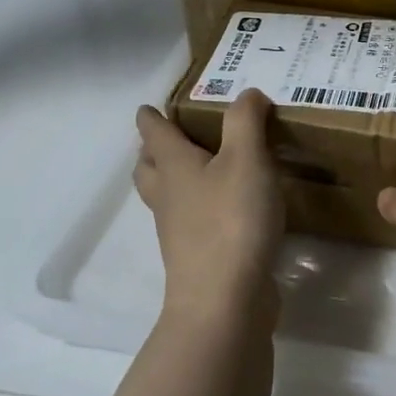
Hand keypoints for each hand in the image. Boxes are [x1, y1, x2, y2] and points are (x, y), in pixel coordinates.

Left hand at [133, 92, 284, 329]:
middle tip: (169, 137)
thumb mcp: (247, 159)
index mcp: (174, 167)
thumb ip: (246, 121)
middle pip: (149, 168)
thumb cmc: (232, 220)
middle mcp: (169, 197)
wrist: (224, 301)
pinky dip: (199, 208)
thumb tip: (247, 93)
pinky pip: (190, 222)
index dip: (151, 117)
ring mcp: (179, 231)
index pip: (154, 133)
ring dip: (173, 180)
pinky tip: (227, 207)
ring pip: (166, 197)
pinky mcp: (198, 257)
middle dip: (153, 151)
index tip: (148, 106)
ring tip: (199, 168)